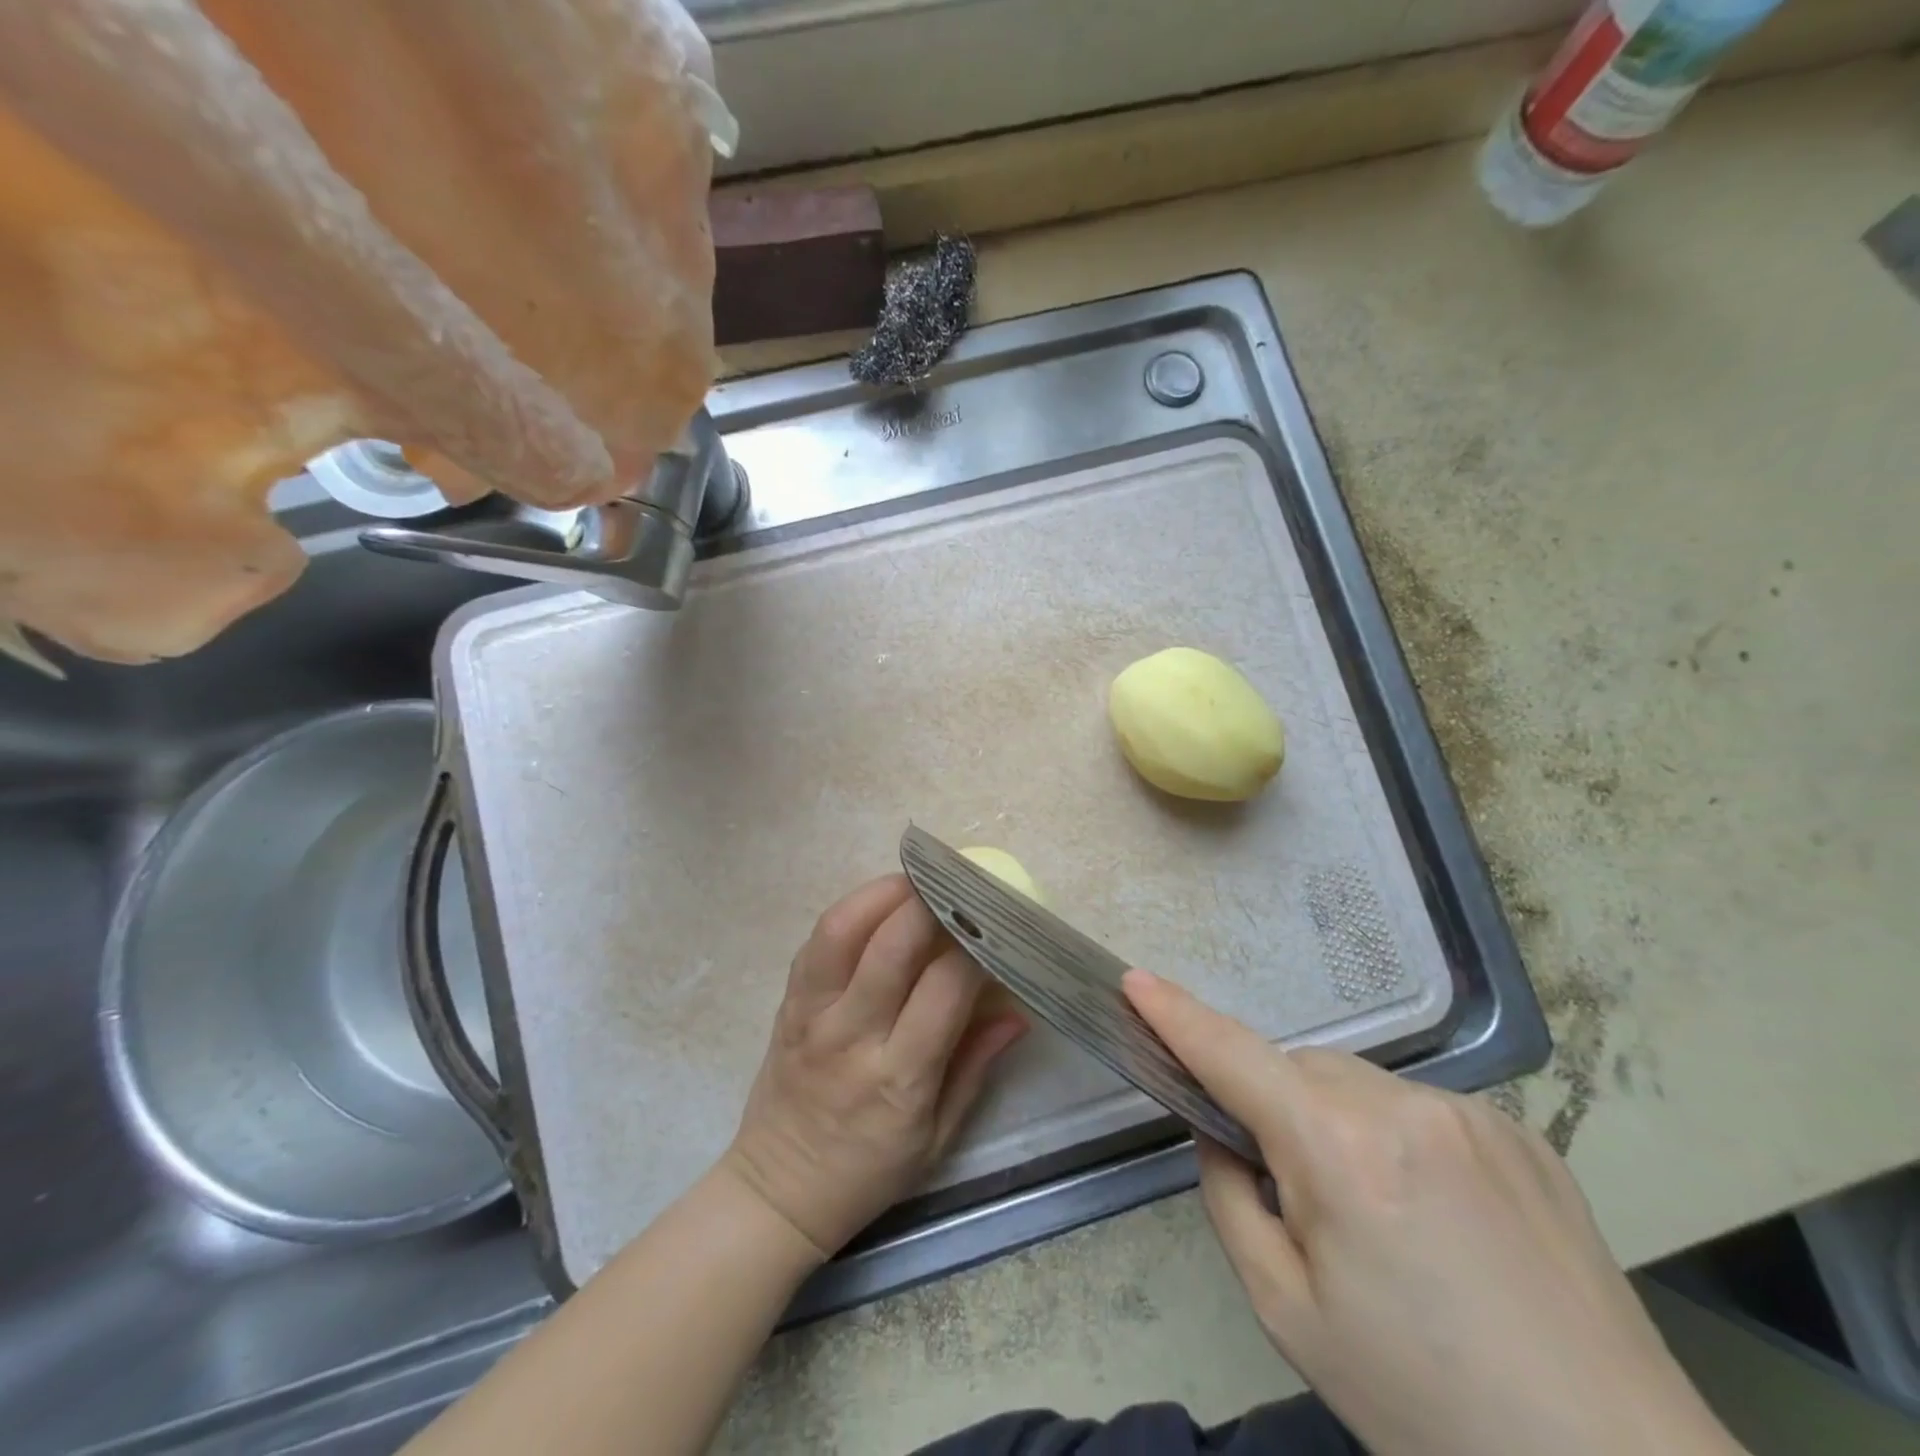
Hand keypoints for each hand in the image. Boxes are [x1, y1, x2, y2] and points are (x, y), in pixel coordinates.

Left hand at [722, 875, 1026, 1259]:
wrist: (780, 1191)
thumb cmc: (869, 1172)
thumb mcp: (939, 1137)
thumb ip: (976, 1065)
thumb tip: (1018, 1011)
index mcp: (899, 1077)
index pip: (944, 988)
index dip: (973, 946)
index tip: (996, 924)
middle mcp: (852, 1035)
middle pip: (891, 945)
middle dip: (931, 903)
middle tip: (961, 883)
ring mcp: (812, 1014)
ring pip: (842, 930)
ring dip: (883, 893)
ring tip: (918, 881)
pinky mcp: (788, 1002)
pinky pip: (816, 940)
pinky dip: (850, 911)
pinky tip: (879, 905)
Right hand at [1125, 970, 1741, 1455]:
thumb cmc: (1425, 1404)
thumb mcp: (1287, 1312)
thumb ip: (1230, 1198)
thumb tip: (1224, 1136)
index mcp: (1338, 1149)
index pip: (1233, 1057)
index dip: (1177, 1015)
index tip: (1135, 979)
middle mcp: (1404, 1106)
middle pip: (1300, 1071)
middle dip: (1275, 1106)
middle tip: (1296, 1197)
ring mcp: (1472, 1113)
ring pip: (1358, 1086)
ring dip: (1337, 1122)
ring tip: (1381, 1222)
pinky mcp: (1520, 1133)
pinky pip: (1419, 1109)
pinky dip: (1396, 1138)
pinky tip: (1440, 1221)